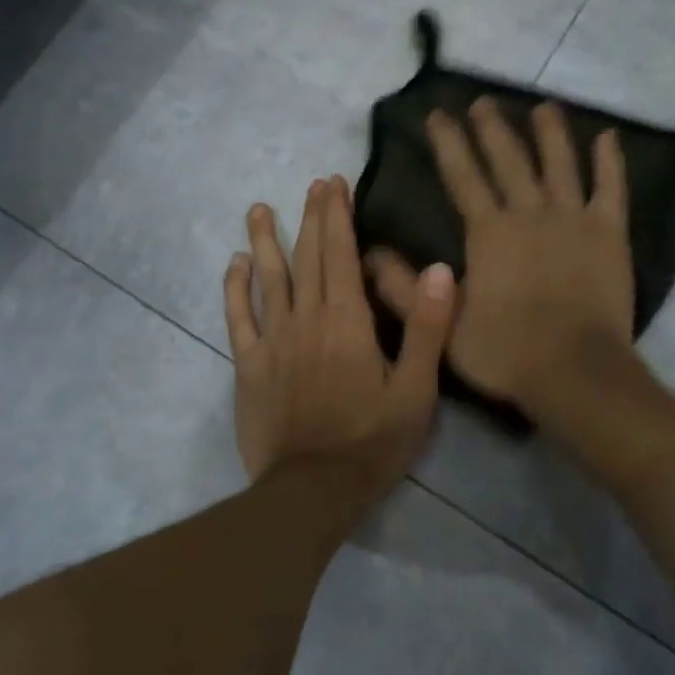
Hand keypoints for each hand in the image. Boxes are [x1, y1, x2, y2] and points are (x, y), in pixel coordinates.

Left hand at [225, 176, 456, 490]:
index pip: (341, 254)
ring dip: (265, 241)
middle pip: (308, 257)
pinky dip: (235, 288)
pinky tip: (234, 264)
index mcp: (348, 321)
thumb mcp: (416, 390)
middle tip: (312, 184)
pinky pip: (238, 318)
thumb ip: (427, 328)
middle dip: (311, 216)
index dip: (338, 216)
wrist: (312, 490)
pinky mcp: (249, 366)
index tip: (334, 184)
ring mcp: (273, 341)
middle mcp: (307, 319)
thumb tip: (440, 269)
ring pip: (268, 278)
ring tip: (259, 209)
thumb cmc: (372, 441)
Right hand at [366, 100, 632, 412]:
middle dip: (492, 128)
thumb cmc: (506, 350)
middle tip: (483, 101)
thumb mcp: (442, 326)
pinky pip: (611, 188)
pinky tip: (607, 136)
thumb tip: (368, 253)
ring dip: (550, 132)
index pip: (462, 175)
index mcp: (488, 231)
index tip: (438, 114)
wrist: (574, 371)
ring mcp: (573, 219)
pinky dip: (610, 162)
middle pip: (508, 159)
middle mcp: (529, 212)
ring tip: (543, 106)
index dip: (448, 142)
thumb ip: (402, 289)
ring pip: (560, 163)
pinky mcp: (609, 233)